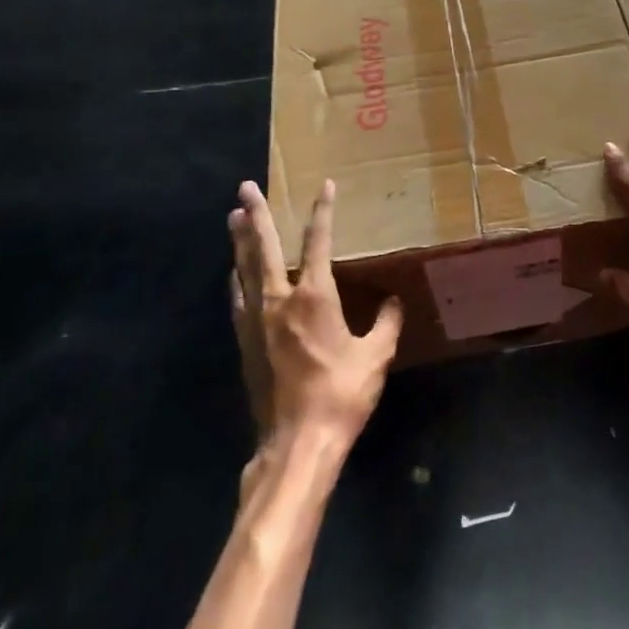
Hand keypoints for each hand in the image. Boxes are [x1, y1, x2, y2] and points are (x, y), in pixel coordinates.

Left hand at [229, 180, 402, 456]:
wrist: (297, 442)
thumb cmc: (341, 394)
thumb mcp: (376, 356)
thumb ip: (387, 323)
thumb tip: (394, 301)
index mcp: (315, 296)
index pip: (318, 241)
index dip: (323, 211)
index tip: (325, 185)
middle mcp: (279, 299)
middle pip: (265, 247)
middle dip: (257, 214)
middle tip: (245, 187)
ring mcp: (257, 321)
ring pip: (245, 269)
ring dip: (240, 240)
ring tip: (233, 216)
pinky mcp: (245, 342)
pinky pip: (238, 298)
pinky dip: (236, 278)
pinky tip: (233, 272)